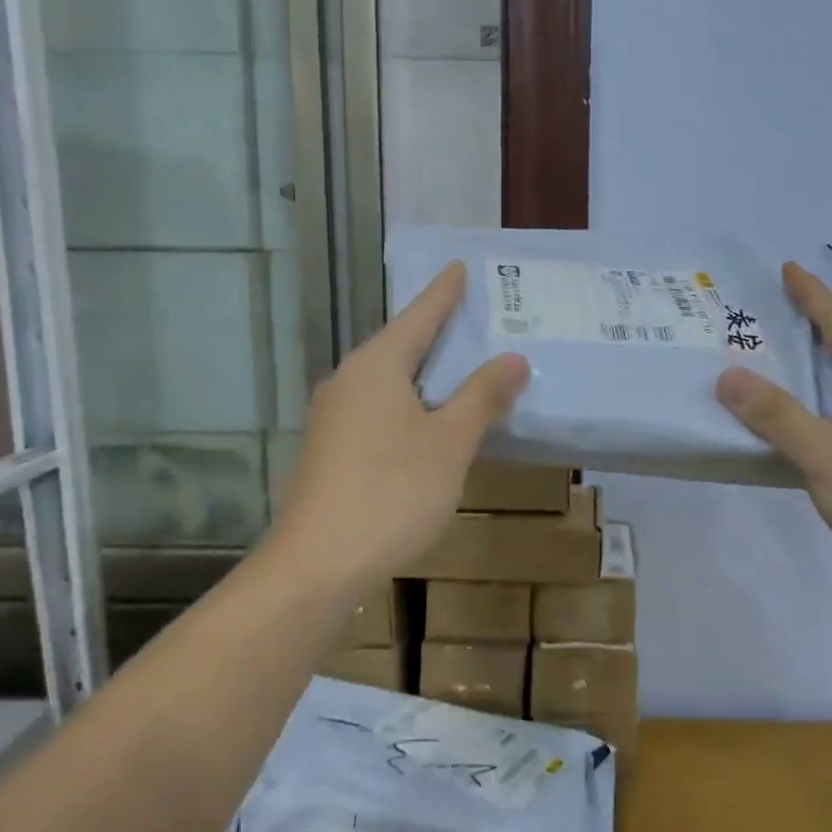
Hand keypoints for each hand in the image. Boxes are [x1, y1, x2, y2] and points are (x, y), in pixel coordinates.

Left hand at [269, 262, 528, 603]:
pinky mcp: (330, 450)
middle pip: (400, 346)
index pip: (418, 317)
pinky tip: (429, 423)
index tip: (458, 267)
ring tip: (461, 368)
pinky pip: (378, 410)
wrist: (318, 565)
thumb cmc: (392, 492)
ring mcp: (333, 418)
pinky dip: (410, 405)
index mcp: (376, 367)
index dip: (443, 293)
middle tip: (473, 317)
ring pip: (388, 382)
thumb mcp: (450, 443)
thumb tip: (513, 359)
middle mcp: (348, 382)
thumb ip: (482, 397)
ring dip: (425, 374)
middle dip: (437, 332)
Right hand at [715, 263, 831, 618]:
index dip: (814, 296)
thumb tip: (728, 375)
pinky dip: (799, 415)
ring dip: (799, 374)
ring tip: (759, 363)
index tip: (786, 269)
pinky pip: (827, 425)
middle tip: (763, 313)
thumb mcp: (826, 452)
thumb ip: (777, 415)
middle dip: (806, 327)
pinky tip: (774, 427)